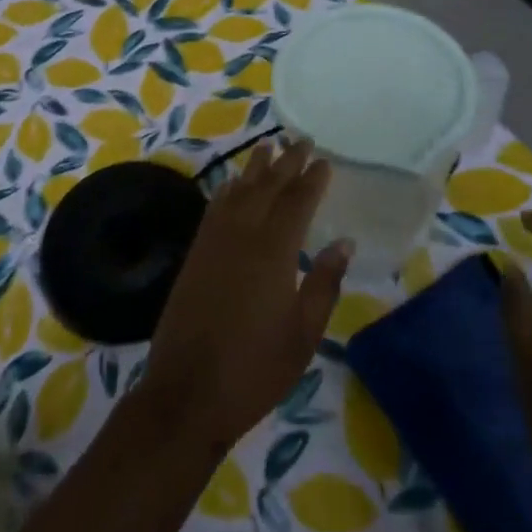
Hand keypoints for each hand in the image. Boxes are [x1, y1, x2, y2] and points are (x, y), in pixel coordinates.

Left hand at [139, 139, 350, 448]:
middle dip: (287, 162)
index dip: (312, 179)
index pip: (297, 201)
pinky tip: (234, 184)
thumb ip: (324, 282)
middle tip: (302, 141)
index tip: (324, 160)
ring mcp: (214, 241)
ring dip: (256, 167)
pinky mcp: (195, 253)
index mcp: (273, 250)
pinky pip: (216, 207)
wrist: (188, 391)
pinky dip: (229, 189)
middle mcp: (242, 234)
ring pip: (239, 190)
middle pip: (267, 186)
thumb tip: (343, 242)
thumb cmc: (256, 367)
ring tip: (269, 148)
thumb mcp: (304, 333)